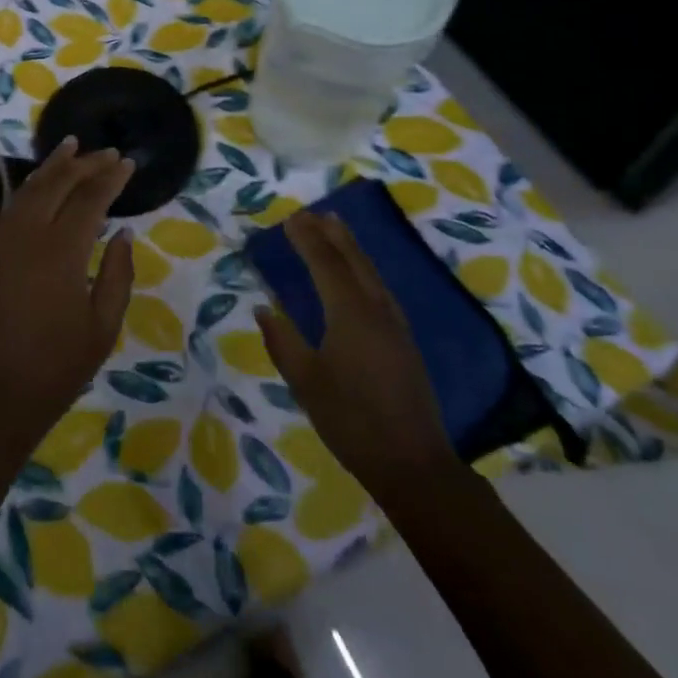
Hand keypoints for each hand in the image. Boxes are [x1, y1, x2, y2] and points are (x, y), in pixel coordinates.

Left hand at [0, 138, 134, 452]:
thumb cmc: (55, 368)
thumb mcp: (102, 327)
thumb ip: (117, 274)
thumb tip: (122, 232)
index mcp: (61, 251)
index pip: (90, 198)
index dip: (111, 178)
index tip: (128, 163)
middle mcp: (28, 234)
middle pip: (58, 184)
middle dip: (85, 164)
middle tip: (108, 152)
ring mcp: (3, 241)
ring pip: (30, 188)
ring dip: (53, 166)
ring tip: (71, 147)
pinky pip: (13, 206)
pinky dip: (31, 186)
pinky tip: (41, 183)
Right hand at [255, 211, 458, 493]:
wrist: (413, 464)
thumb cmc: (351, 421)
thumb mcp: (305, 382)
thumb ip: (282, 341)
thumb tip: (264, 308)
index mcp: (349, 312)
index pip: (325, 262)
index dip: (307, 238)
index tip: (290, 219)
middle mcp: (375, 308)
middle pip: (353, 259)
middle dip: (331, 233)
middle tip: (312, 213)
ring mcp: (395, 324)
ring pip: (371, 271)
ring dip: (351, 246)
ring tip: (336, 228)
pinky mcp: (404, 340)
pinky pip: (380, 288)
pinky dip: (363, 268)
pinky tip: (360, 274)